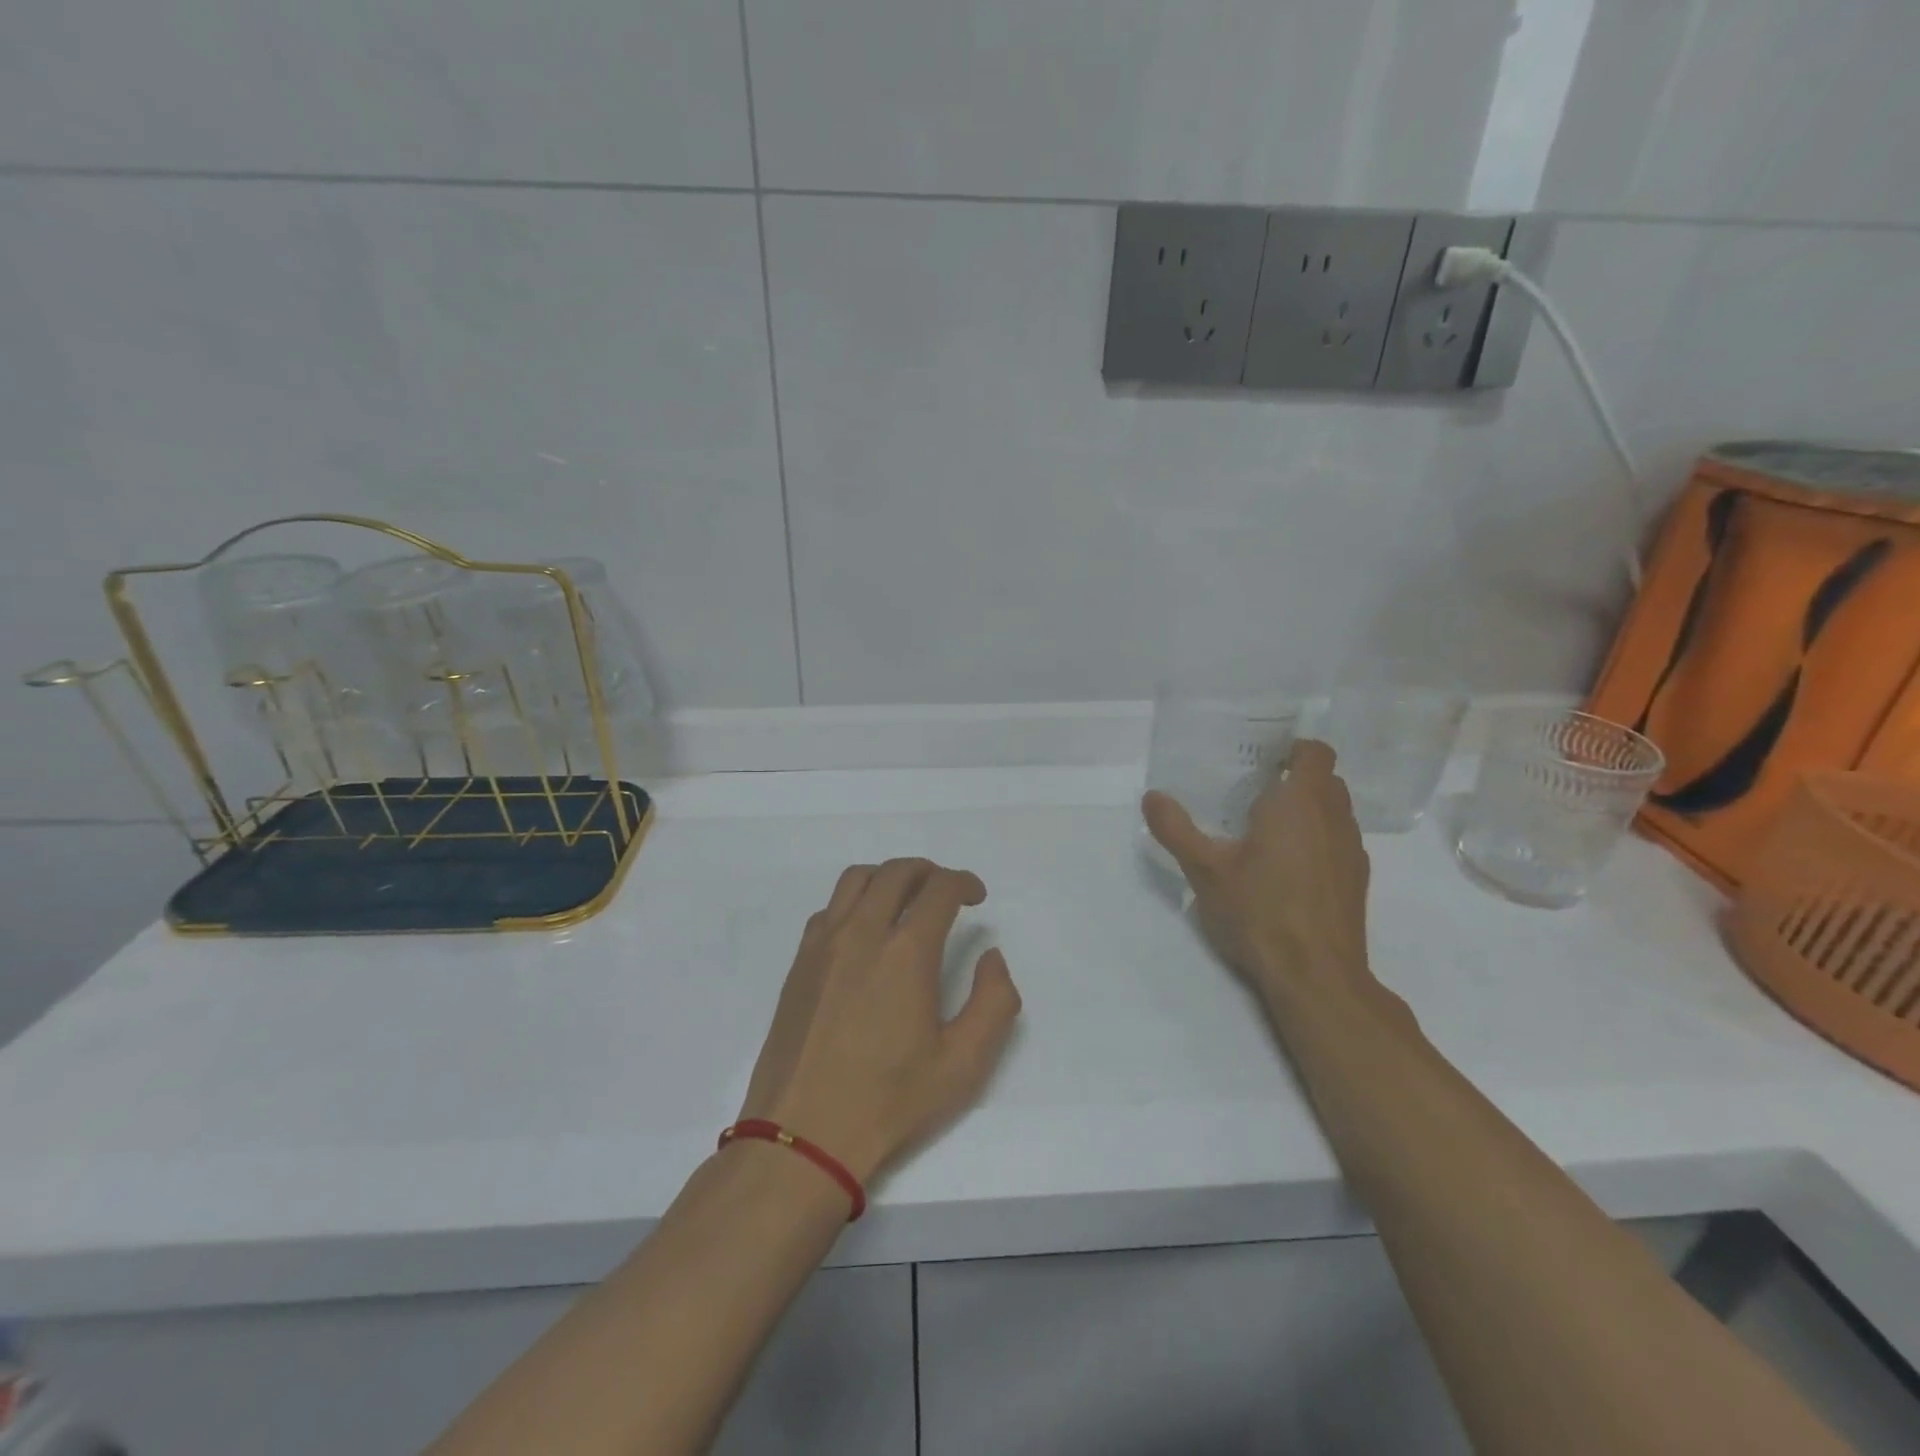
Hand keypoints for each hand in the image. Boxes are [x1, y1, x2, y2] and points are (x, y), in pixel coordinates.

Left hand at [738, 859, 1021, 1183]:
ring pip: (857, 879)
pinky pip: (830, 907)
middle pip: (897, 872)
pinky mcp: (799, 962)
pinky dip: (855, 901)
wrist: (803, 1135)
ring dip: (889, 877)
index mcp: (906, 952)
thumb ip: (994, 1002)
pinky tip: (865, 932)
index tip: (976, 897)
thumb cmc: (889, 1101)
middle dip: (929, 871)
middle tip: (946, 892)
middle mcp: (862, 933)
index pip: (939, 889)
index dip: (964, 883)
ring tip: (905, 901)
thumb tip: (991, 958)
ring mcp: (824, 944)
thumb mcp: (963, 1064)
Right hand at [1142, 739, 1374, 1012]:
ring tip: (1267, 832)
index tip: (1263, 761)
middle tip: (1254, 794)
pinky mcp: (1357, 883)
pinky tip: (1287, 871)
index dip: (1294, 750)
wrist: (1316, 977)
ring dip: (1309, 812)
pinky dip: (1318, 842)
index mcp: (1301, 803)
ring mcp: (1352, 853)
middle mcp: (1335, 819)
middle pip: (1326, 781)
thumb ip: (1176, 829)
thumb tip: (1152, 796)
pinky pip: (1339, 843)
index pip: (1315, 753)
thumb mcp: (1205, 870)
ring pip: (1335, 814)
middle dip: (1296, 780)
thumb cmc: (1260, 911)